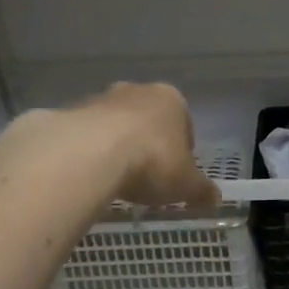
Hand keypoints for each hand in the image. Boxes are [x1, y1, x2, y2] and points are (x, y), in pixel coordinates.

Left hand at [82, 83, 219, 209]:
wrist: (92, 153)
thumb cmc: (152, 161)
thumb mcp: (186, 183)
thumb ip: (201, 190)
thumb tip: (216, 198)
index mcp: (171, 99)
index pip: (184, 123)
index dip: (183, 150)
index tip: (176, 175)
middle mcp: (137, 91)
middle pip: (147, 119)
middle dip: (148, 143)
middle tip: (147, 177)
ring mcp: (102, 98)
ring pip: (116, 124)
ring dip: (118, 146)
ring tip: (116, 180)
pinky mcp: (72, 112)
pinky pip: (88, 135)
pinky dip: (92, 152)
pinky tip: (92, 176)